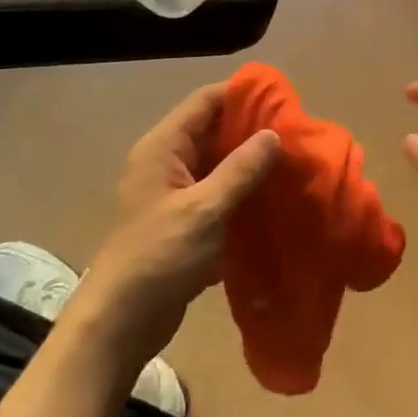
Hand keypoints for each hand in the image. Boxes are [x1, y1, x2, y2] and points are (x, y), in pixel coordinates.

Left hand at [67, 84, 280, 380]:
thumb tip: (273, 134)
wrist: (121, 321)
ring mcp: (173, 195)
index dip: (240, 95)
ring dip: (250, 166)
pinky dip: (241, 195)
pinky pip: (217, 196)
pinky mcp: (183, 224)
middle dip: (251, 131)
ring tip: (293, 164)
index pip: (204, 102)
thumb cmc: (159, 256)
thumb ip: (240, 170)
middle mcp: (166, 163)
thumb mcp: (205, 209)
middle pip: (212, 132)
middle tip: (296, 134)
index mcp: (163, 148)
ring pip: (217, 166)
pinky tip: (274, 201)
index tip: (282, 99)